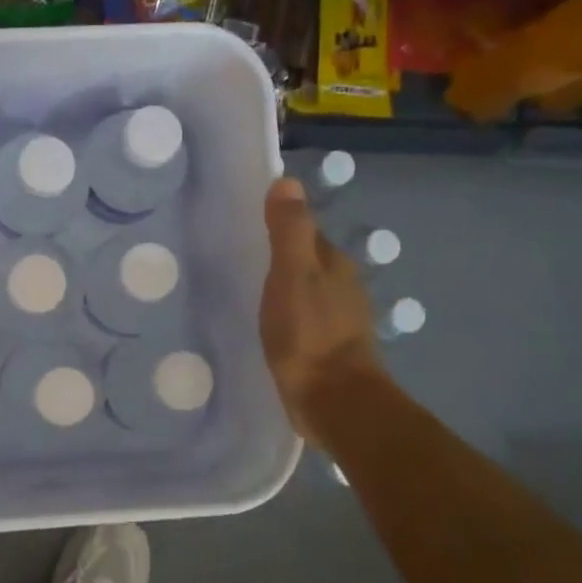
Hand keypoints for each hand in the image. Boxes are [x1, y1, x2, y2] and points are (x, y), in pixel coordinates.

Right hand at [260, 177, 381, 432]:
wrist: (334, 401)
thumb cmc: (309, 334)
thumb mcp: (292, 275)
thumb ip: (289, 230)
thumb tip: (287, 181)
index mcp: (333, 264)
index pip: (305, 231)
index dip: (280, 224)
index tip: (248, 223)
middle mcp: (341, 286)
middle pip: (308, 260)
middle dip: (281, 256)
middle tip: (240, 256)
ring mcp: (337, 320)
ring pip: (306, 290)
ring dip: (284, 287)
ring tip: (249, 289)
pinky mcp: (327, 349)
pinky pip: (303, 319)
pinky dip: (287, 315)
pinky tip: (269, 324)